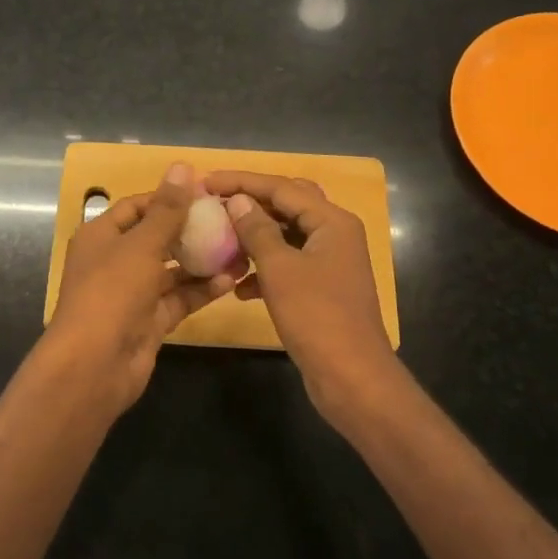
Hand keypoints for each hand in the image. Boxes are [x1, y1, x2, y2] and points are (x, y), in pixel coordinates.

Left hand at [45, 162, 236, 415]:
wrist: (94, 365)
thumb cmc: (111, 293)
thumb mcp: (141, 245)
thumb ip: (167, 209)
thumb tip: (182, 166)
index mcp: (102, 236)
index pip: (138, 206)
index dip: (169, 198)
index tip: (207, 194)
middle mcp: (115, 261)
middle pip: (157, 237)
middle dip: (192, 230)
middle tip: (231, 221)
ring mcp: (132, 293)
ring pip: (172, 270)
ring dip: (202, 261)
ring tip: (241, 249)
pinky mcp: (149, 320)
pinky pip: (179, 298)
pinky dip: (201, 290)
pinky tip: (231, 279)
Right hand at [202, 170, 397, 418]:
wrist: (351, 377)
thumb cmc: (316, 316)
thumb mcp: (280, 269)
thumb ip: (257, 230)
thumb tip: (238, 200)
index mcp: (332, 221)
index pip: (282, 187)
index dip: (242, 181)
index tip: (206, 181)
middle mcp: (335, 234)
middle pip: (288, 205)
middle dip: (251, 204)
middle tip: (215, 204)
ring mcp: (330, 262)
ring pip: (286, 236)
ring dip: (255, 238)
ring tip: (221, 244)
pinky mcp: (322, 288)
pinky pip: (288, 265)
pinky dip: (264, 270)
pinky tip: (238, 288)